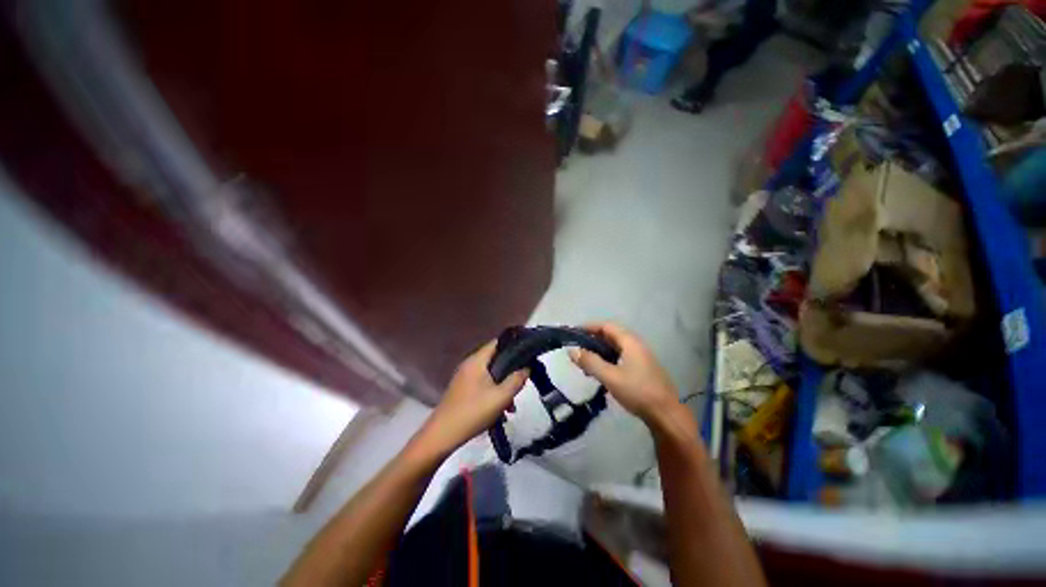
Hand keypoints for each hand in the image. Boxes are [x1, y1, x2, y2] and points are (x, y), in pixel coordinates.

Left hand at [416, 340, 528, 455]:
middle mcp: (469, 364)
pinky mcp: (462, 389)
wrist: (442, 435)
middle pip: (495, 359)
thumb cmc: (473, 412)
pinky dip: (493, 392)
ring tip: (512, 405)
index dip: (513, 345)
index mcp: (477, 361)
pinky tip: (500, 410)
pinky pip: (483, 384)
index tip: (527, 354)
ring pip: (490, 374)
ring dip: (503, 385)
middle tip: (522, 382)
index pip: (497, 342)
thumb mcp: (501, 397)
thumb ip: (516, 380)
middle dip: (510, 370)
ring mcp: (464, 377)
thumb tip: (527, 368)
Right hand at [569, 322, 678, 424]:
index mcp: (630, 342)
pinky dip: (608, 359)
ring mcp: (641, 357)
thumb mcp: (610, 377)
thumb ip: (590, 362)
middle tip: (577, 348)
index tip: (574, 333)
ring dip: (600, 351)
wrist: (666, 415)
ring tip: (585, 361)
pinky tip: (600, 372)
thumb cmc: (637, 391)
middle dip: (593, 339)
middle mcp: (636, 345)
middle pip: (611, 335)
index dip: (589, 327)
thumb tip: (572, 350)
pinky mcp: (642, 369)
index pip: (606, 326)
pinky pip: (621, 357)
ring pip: (615, 347)